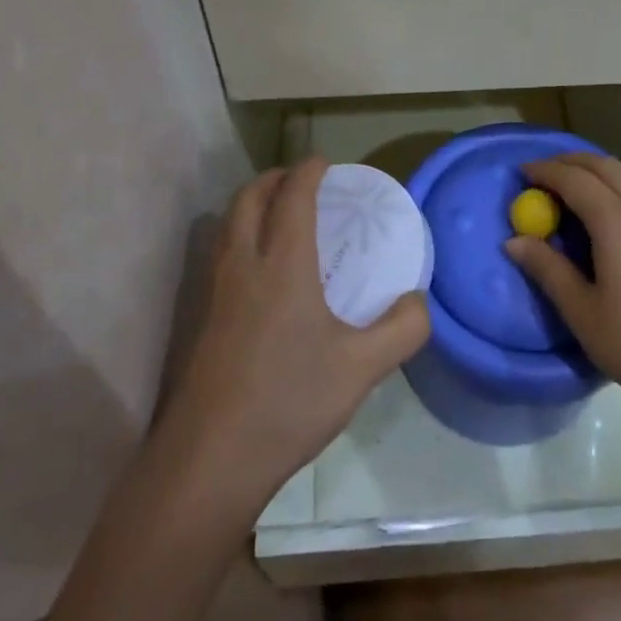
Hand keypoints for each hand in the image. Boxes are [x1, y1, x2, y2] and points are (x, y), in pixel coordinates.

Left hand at [159, 158, 429, 512]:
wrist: (211, 458)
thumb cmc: (289, 402)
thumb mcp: (362, 368)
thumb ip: (402, 329)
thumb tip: (418, 301)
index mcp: (282, 264)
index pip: (292, 196)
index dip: (308, 171)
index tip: (324, 162)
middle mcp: (244, 264)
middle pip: (248, 198)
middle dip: (274, 178)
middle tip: (301, 182)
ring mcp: (216, 291)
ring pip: (228, 223)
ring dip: (252, 203)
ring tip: (281, 216)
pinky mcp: (203, 317)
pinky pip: (221, 252)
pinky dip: (241, 234)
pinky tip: (261, 270)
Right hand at [504, 153, 620, 432]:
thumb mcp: (583, 313)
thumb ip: (548, 270)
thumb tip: (514, 241)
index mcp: (617, 222)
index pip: (574, 180)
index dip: (544, 171)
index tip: (520, 172)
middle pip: (604, 166)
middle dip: (570, 162)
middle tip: (542, 173)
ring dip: (597, 170)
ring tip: (573, 185)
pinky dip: (618, 184)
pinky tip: (610, 211)